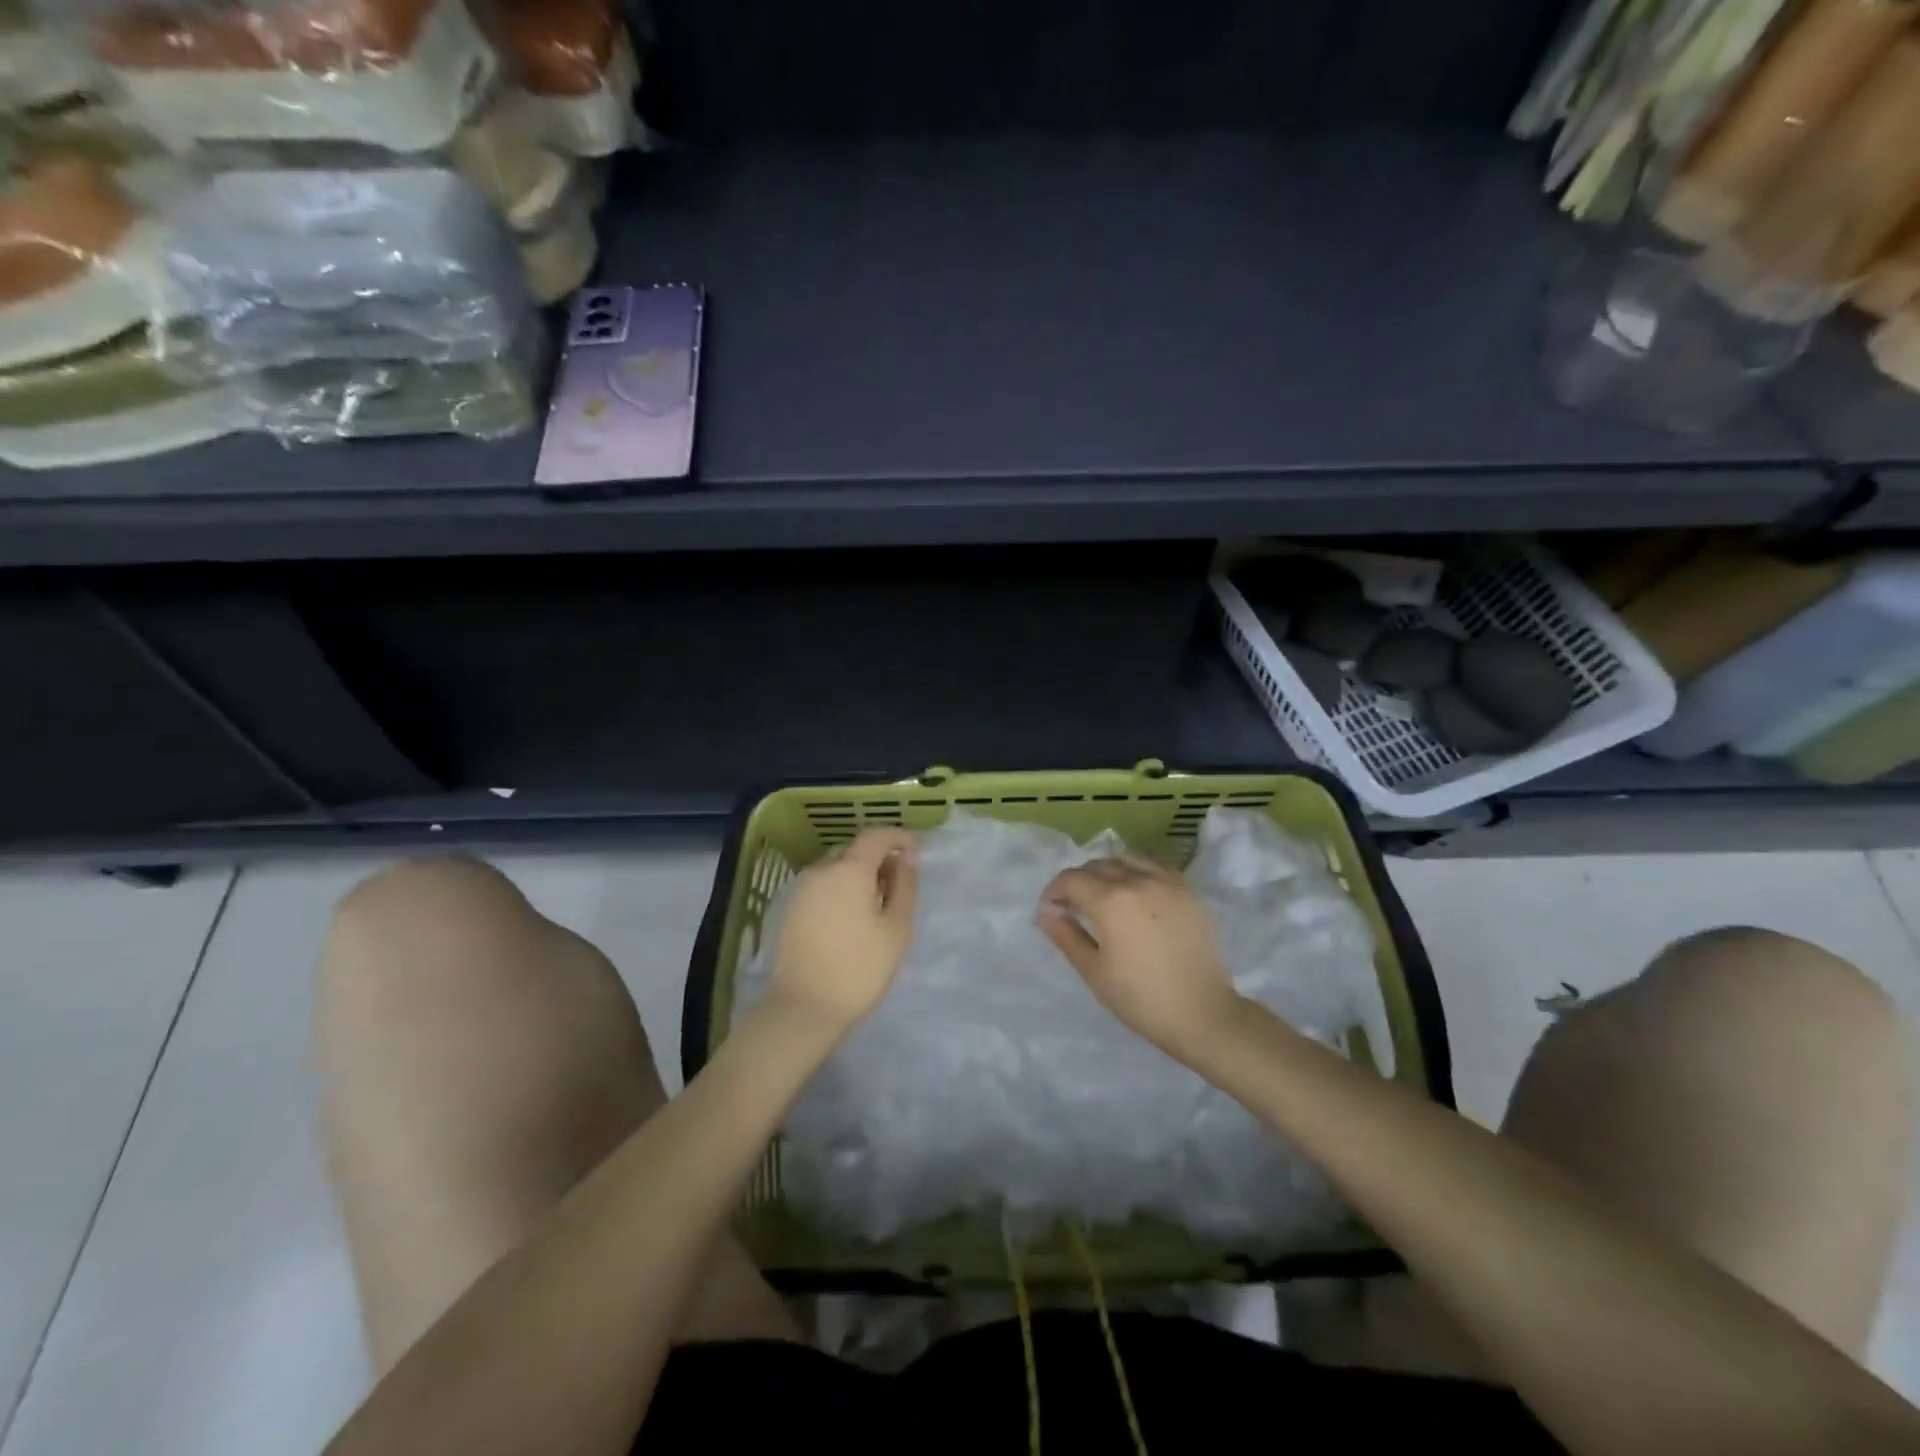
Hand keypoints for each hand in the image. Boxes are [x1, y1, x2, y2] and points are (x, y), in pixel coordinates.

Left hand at [769, 828, 918, 1033]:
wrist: (804, 1008)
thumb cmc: (860, 968)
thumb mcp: (896, 927)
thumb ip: (904, 886)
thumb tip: (905, 858)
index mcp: (849, 869)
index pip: (875, 836)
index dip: (897, 837)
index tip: (915, 850)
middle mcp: (821, 870)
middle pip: (853, 850)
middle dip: (877, 858)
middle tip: (897, 884)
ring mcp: (801, 890)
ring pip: (834, 868)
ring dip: (856, 875)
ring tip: (875, 904)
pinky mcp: (790, 910)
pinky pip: (821, 886)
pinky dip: (839, 890)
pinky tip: (850, 918)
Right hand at [1037, 854, 1244, 1060]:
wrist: (1202, 1014)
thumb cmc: (1141, 998)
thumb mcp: (1094, 971)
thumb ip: (1066, 935)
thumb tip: (1046, 913)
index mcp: (1111, 900)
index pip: (1071, 879)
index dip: (1054, 892)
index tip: (1050, 910)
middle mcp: (1138, 880)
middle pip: (1098, 865)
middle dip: (1078, 881)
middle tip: (1073, 906)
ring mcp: (1167, 882)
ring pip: (1127, 858)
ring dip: (1108, 870)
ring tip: (1106, 894)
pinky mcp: (1188, 890)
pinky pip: (1155, 865)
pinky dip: (1137, 870)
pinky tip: (1137, 894)